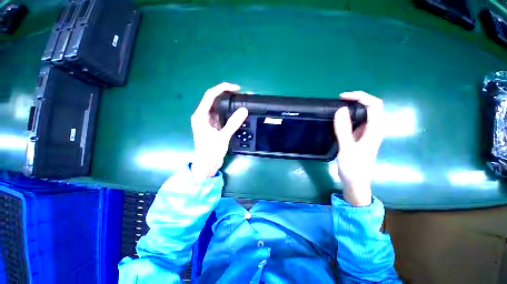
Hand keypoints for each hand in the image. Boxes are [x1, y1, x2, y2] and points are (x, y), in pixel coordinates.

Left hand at [190, 83, 248, 179]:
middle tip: (242, 95)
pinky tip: (237, 112)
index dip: (223, 89)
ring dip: (229, 104)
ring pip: (219, 107)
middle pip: (214, 100)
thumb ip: (233, 123)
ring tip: (241, 101)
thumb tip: (244, 110)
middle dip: (227, 95)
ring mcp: (208, 121)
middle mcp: (203, 116)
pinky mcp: (214, 126)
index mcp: (201, 116)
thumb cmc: (210, 152)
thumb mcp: (222, 137)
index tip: (236, 89)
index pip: (210, 95)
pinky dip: (229, 112)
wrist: (206, 165)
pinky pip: (222, 115)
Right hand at [333, 91, 383, 205]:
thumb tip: (341, 109)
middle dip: (357, 99)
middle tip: (339, 101)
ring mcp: (367, 133)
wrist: (355, 182)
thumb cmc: (353, 168)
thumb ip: (344, 129)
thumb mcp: (347, 149)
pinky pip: (357, 121)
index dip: (360, 97)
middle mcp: (373, 129)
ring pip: (364, 114)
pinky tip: (339, 118)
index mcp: (374, 131)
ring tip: (338, 107)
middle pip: (372, 107)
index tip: (343, 98)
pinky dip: (349, 116)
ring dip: (353, 107)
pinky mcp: (360, 137)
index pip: (374, 105)